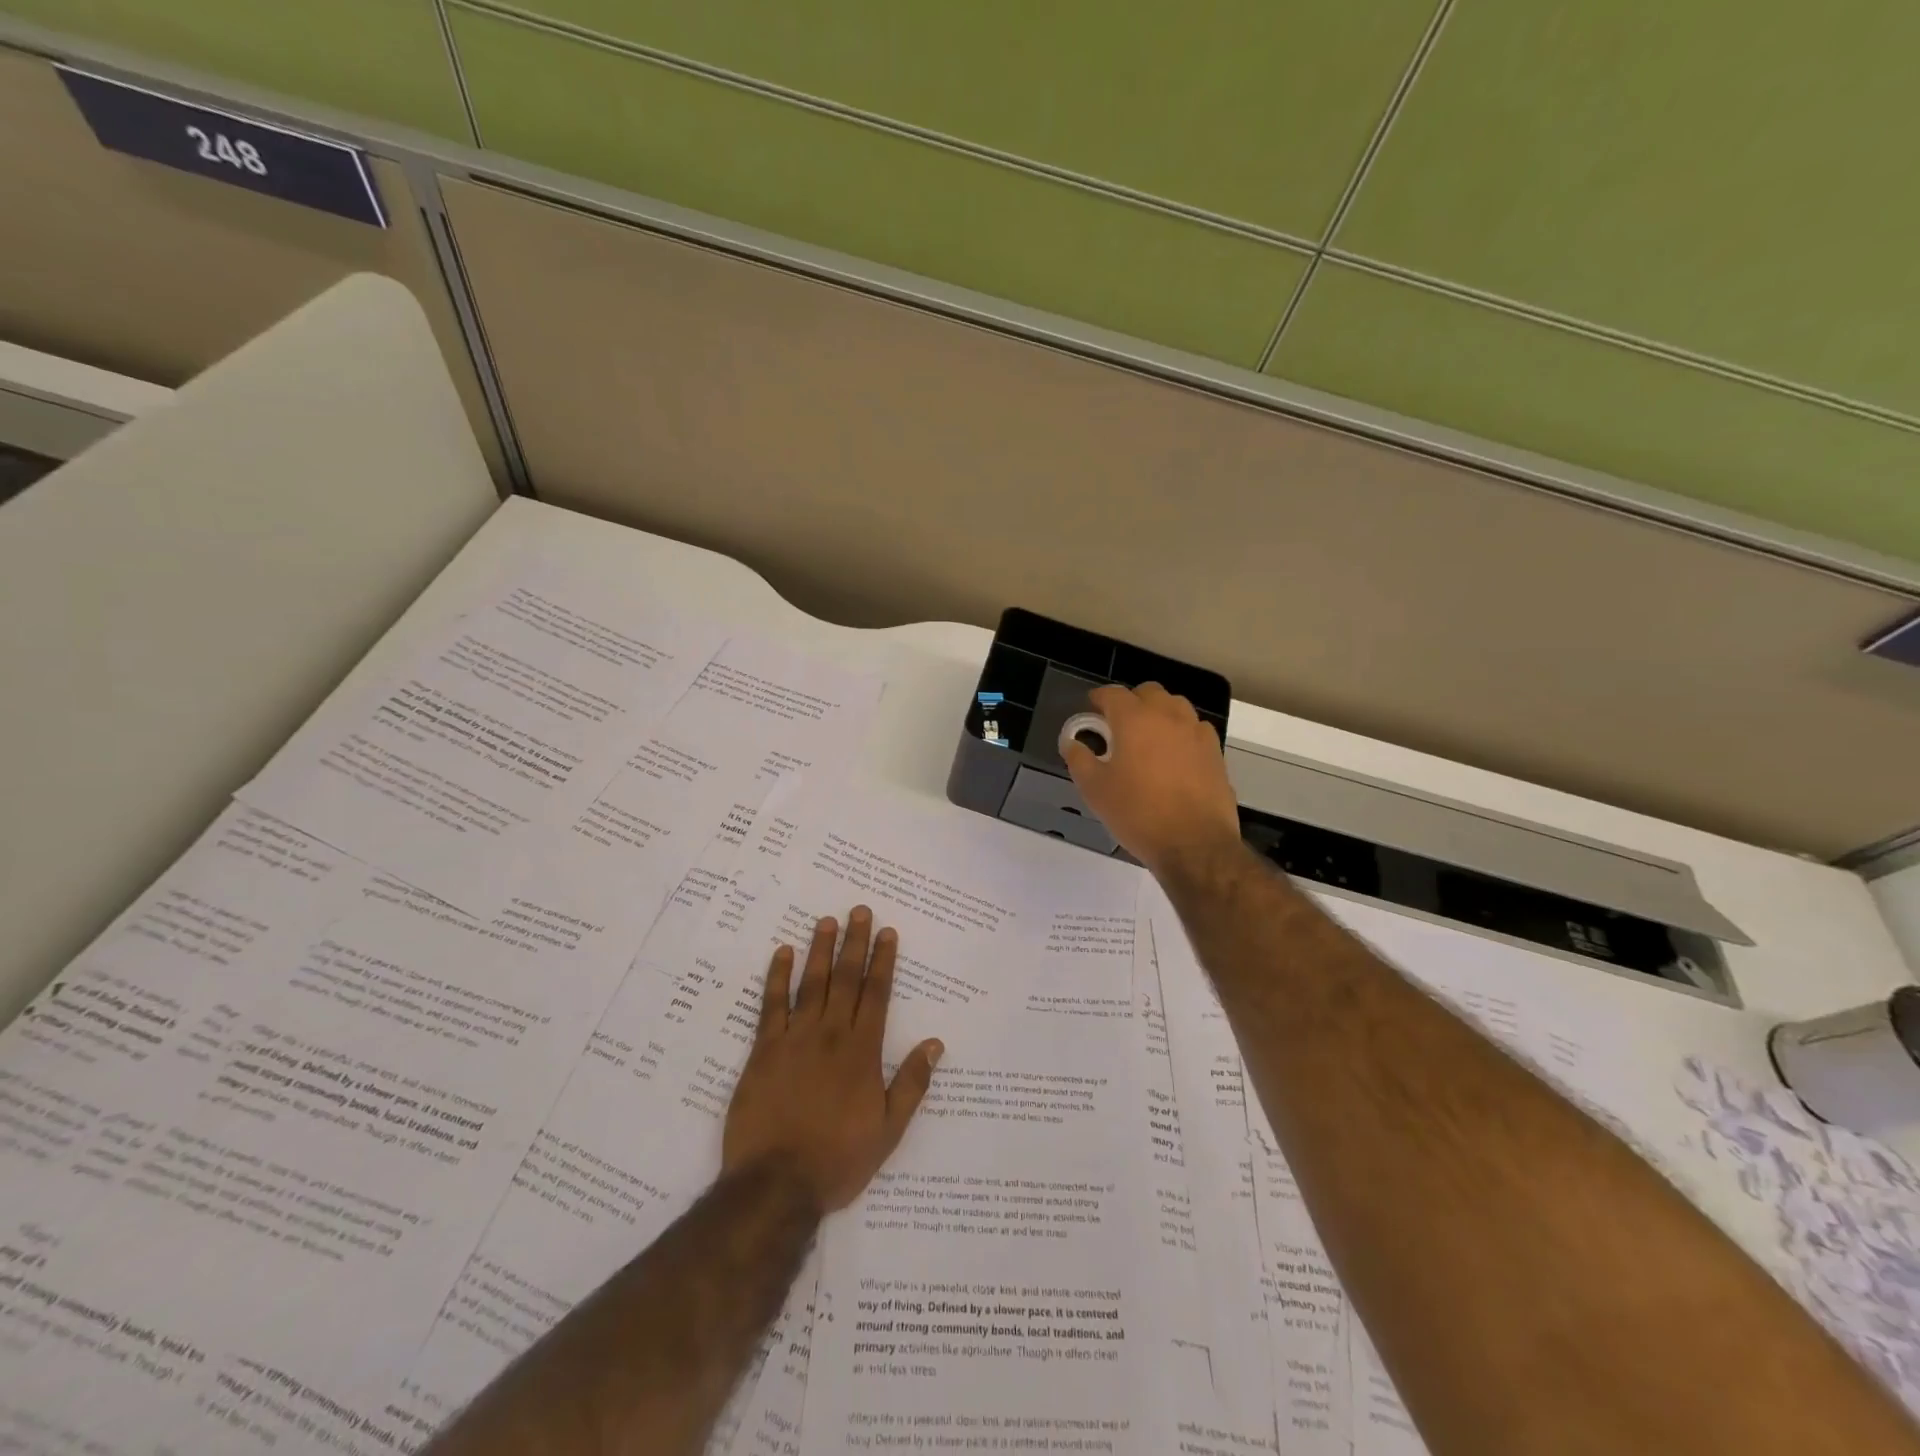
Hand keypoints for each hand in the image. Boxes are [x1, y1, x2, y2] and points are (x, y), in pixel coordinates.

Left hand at [722, 907, 942, 1212]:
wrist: (776, 1183)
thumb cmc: (838, 1159)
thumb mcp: (888, 1129)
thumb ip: (912, 1083)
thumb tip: (935, 1044)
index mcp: (863, 1050)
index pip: (877, 993)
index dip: (883, 960)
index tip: (887, 932)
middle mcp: (831, 1034)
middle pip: (845, 978)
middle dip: (854, 942)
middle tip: (858, 910)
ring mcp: (795, 1038)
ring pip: (811, 983)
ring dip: (820, 950)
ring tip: (826, 921)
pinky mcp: (763, 1050)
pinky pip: (771, 1005)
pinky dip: (777, 977)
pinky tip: (783, 953)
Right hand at [1063, 683, 1241, 878]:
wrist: (1194, 844)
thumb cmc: (1138, 813)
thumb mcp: (1095, 790)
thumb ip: (1079, 759)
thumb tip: (1071, 742)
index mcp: (1135, 719)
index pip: (1113, 694)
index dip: (1099, 699)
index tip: (1091, 709)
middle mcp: (1168, 716)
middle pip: (1148, 692)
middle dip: (1131, 702)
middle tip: (1118, 725)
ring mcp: (1196, 732)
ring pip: (1176, 706)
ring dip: (1158, 713)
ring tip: (1147, 738)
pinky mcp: (1215, 752)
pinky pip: (1195, 729)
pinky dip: (1181, 733)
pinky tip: (1174, 756)